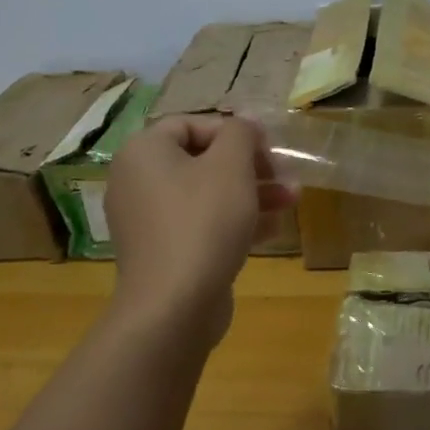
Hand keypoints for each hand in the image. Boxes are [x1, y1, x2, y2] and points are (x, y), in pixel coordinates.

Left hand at [104, 117, 292, 350]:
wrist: (174, 306)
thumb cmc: (203, 221)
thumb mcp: (232, 165)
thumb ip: (241, 133)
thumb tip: (245, 125)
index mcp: (144, 152)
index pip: (192, 124)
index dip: (234, 131)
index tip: (267, 148)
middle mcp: (138, 181)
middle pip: (202, 160)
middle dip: (250, 166)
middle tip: (284, 174)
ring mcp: (149, 220)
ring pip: (207, 194)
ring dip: (252, 193)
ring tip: (292, 199)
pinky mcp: (164, 252)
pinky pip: (202, 224)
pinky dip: (235, 221)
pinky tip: (273, 228)